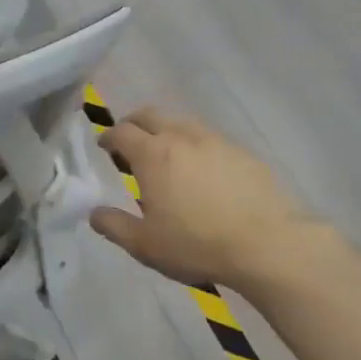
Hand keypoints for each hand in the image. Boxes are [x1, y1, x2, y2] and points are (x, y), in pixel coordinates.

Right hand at [90, 107, 325, 292]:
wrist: (266, 244)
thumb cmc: (196, 244)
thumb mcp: (144, 244)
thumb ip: (113, 225)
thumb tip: (93, 212)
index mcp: (153, 155)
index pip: (121, 132)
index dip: (108, 137)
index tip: (103, 147)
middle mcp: (182, 137)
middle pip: (151, 115)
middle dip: (134, 124)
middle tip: (129, 143)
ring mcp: (216, 141)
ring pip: (183, 123)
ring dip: (167, 132)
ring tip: (166, 157)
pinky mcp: (243, 153)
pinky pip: (210, 139)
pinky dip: (195, 146)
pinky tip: (202, 171)